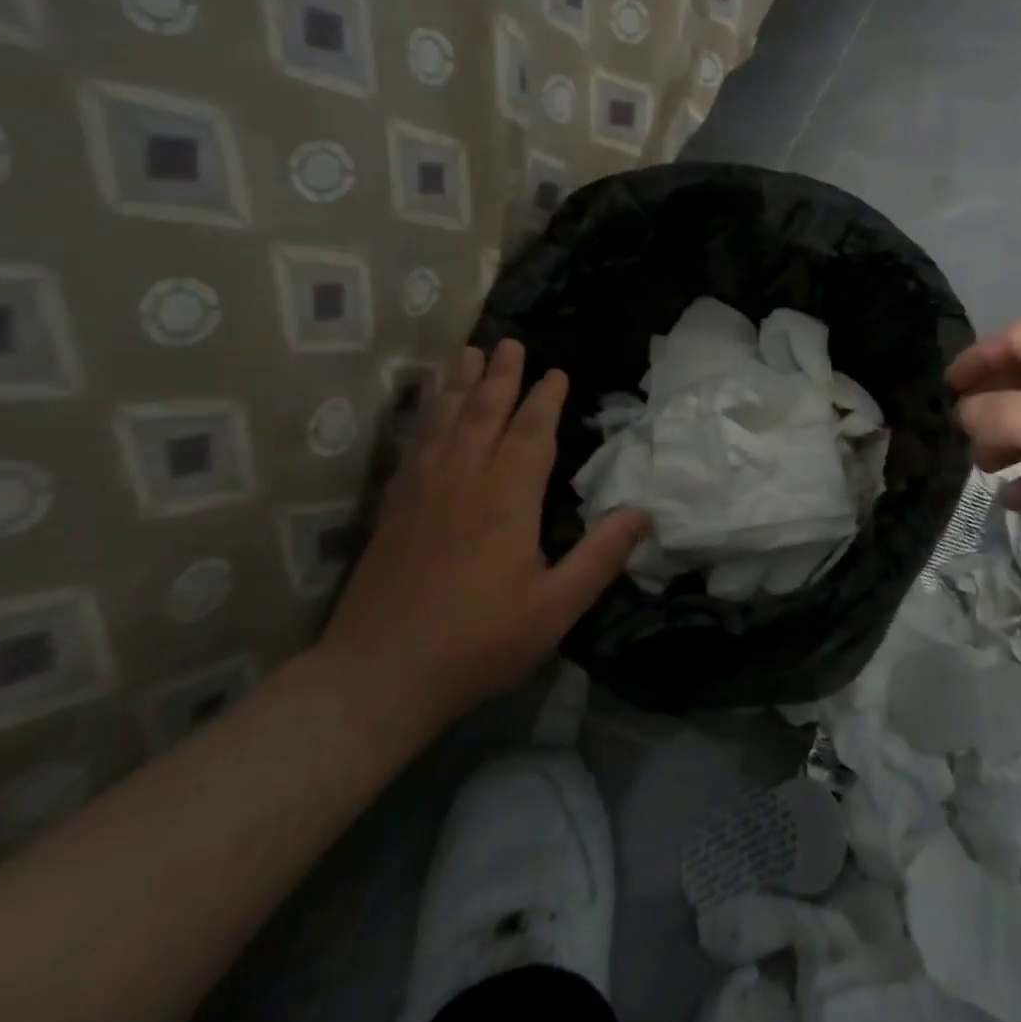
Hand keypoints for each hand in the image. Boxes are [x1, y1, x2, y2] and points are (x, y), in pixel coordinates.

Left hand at [318, 340, 649, 737]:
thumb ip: (601, 557)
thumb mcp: (555, 608)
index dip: (545, 400)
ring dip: (459, 385)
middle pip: (483, 414)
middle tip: (510, 342)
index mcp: (506, 500)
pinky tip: (430, 413)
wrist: (376, 678)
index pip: (530, 434)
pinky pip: (415, 447)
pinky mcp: (394, 510)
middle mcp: (463, 482)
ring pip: (444, 422)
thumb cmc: (477, 641)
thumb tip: (644, 512)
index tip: (557, 373)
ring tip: (468, 353)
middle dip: (501, 376)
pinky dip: (427, 418)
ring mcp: (422, 493)